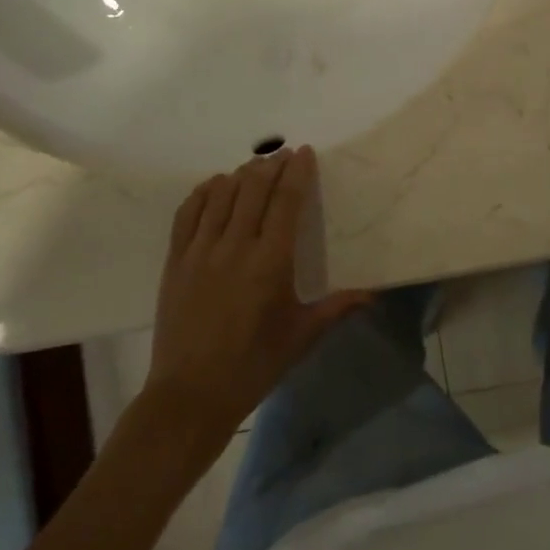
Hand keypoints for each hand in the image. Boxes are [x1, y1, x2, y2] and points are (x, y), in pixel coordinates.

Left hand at [144, 147, 371, 443]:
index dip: (297, 172)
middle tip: (283, 155)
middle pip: (253, 188)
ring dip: (240, 175)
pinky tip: (215, 187)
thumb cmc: (254, 366)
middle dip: (270, 166)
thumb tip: (373, 293)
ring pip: (221, 195)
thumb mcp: (301, 336)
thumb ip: (337, 307)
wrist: (190, 397)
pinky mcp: (176, 262)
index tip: (304, 153)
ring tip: (254, 168)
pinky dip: (203, 193)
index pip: (286, 201)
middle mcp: (234, 247)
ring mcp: (200, 252)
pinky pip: (187, 213)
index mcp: (270, 262)